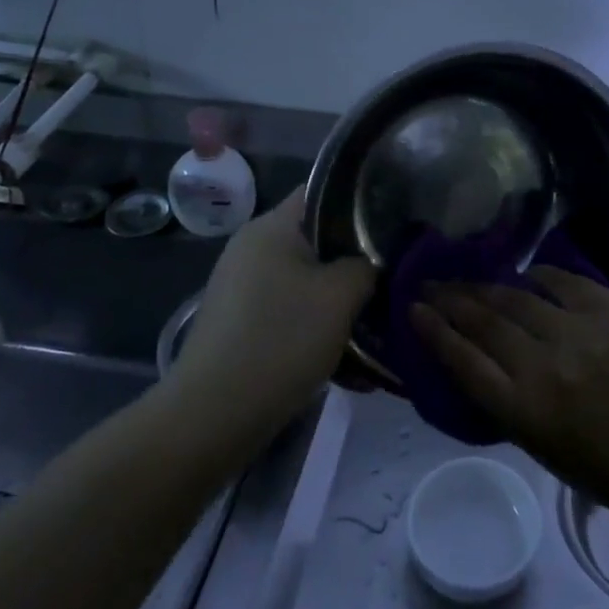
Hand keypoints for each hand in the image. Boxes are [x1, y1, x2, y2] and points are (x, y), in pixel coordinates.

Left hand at [172, 190, 374, 432]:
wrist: (213, 416)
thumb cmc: (281, 340)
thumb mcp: (340, 296)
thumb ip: (367, 266)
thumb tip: (375, 261)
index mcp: (271, 227)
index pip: (323, 192)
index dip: (362, 203)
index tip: (396, 225)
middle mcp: (252, 249)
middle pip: (318, 241)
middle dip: (356, 263)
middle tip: (393, 282)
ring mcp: (243, 288)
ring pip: (307, 283)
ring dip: (340, 304)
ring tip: (376, 331)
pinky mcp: (241, 324)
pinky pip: (291, 314)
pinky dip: (318, 331)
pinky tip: (348, 365)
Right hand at [411, 267, 608, 521]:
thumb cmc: (606, 465)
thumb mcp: (542, 448)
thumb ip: (507, 401)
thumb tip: (476, 356)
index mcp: (525, 411)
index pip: (465, 362)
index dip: (434, 332)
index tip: (413, 310)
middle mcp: (545, 367)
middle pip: (484, 322)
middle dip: (450, 300)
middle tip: (429, 284)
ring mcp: (579, 333)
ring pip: (517, 297)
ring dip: (484, 285)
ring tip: (464, 276)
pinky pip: (563, 282)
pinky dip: (539, 275)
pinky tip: (524, 274)